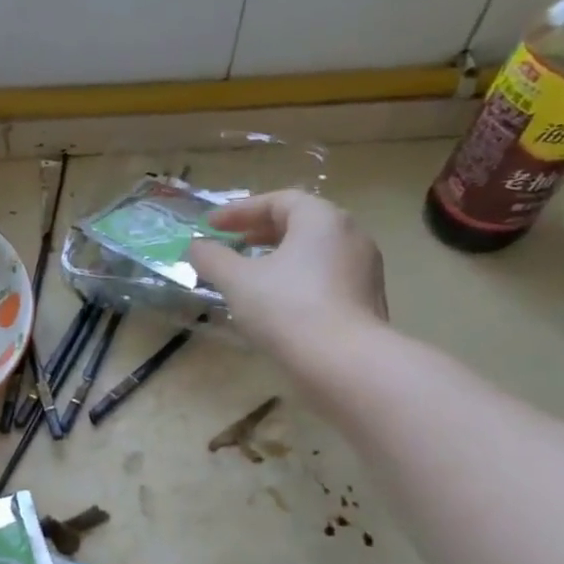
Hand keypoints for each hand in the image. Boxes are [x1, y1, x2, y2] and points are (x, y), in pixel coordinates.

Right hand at [188, 190, 387, 376]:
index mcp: (321, 219)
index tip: (211, 226)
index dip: (240, 211)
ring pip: (314, 252)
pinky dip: (297, 278)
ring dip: (278, 256)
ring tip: (250, 274)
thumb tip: (196, 246)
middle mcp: (350, 234)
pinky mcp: (367, 299)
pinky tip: (276, 302)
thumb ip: (212, 258)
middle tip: (230, 244)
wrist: (345, 362)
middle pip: (300, 223)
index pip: (278, 201)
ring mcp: (364, 268)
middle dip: (260, 231)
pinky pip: (326, 277)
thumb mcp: (237, 280)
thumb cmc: (287, 309)